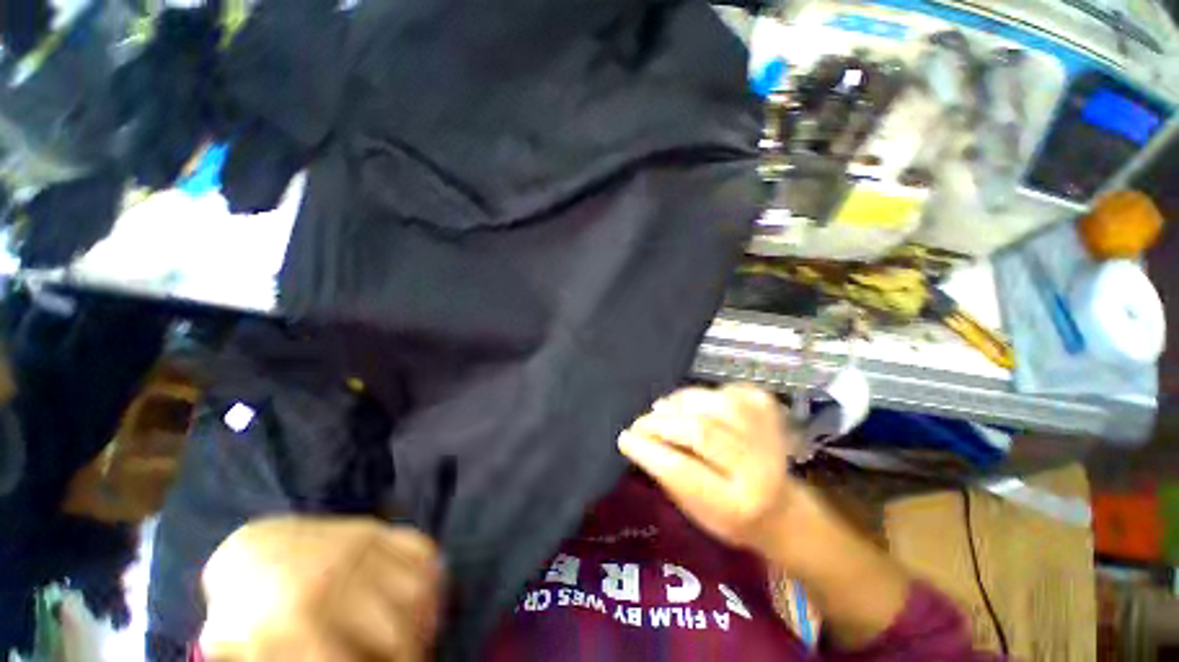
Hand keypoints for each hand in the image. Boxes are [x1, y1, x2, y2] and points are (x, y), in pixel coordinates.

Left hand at [200, 517, 442, 661]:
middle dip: (409, 657)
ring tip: (422, 636)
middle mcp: (335, 579)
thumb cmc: (243, 609)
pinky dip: (433, 573)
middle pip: (396, 632)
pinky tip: (427, 597)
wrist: (253, 544)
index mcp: (294, 618)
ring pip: (419, 588)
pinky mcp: (376, 528)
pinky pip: (421, 548)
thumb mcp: (240, 648)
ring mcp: (361, 546)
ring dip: (429, 619)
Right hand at [621, 385, 913, 649]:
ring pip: (714, 404)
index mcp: (736, 505)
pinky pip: (731, 391)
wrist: (782, 510)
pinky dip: (706, 393)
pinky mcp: (771, 413)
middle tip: (640, 423)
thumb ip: (667, 474)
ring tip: (662, 408)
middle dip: (660, 423)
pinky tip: (694, 403)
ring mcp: (769, 436)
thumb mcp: (695, 511)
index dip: (647, 450)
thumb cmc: (730, 517)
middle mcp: (757, 468)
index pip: (682, 470)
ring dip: (680, 402)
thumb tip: (635, 438)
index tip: (625, 437)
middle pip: (699, 431)